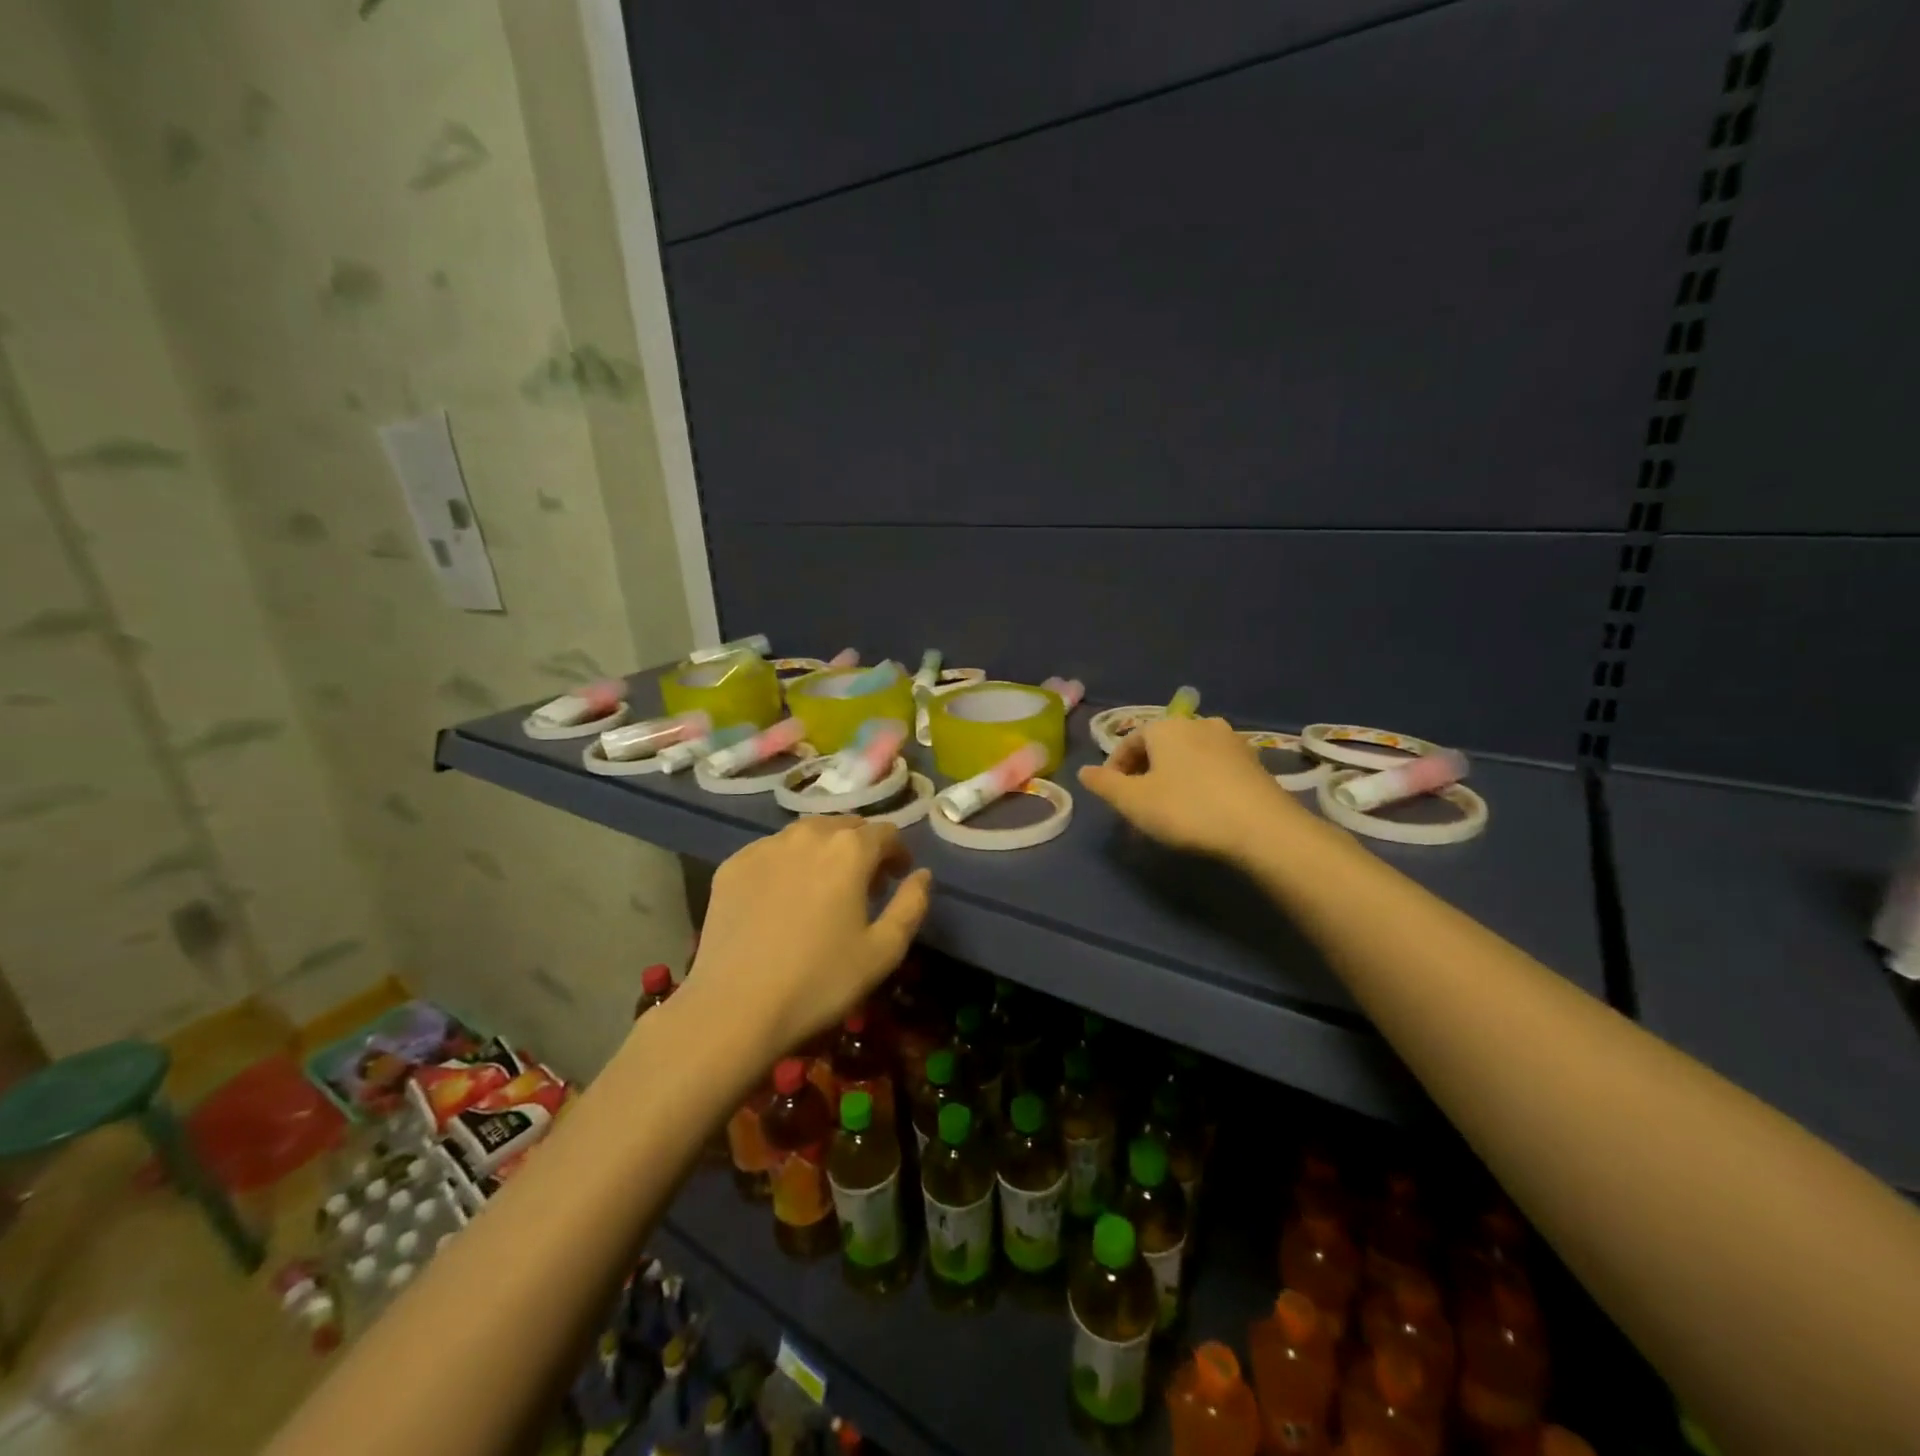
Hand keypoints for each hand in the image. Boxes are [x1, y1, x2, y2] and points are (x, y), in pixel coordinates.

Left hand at [686, 817, 932, 1060]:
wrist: (734, 1009)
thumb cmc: (820, 981)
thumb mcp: (884, 951)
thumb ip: (912, 904)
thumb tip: (922, 874)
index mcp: (849, 849)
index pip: (886, 832)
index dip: (898, 853)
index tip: (898, 878)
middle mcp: (807, 834)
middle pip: (845, 826)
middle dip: (862, 848)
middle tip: (864, 885)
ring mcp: (764, 847)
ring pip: (806, 835)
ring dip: (824, 852)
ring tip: (823, 888)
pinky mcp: (732, 865)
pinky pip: (772, 852)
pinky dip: (787, 864)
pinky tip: (783, 899)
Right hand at [1077, 715, 1306, 862]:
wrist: (1262, 828)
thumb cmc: (1187, 810)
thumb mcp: (1134, 802)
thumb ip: (1105, 784)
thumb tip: (1084, 771)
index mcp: (1165, 727)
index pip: (1130, 741)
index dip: (1115, 767)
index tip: (1112, 795)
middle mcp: (1198, 723)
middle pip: (1160, 745)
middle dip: (1144, 771)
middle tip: (1138, 803)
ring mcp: (1230, 740)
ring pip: (1188, 755)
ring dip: (1173, 775)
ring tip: (1169, 806)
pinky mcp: (1253, 761)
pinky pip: (1214, 766)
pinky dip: (1200, 781)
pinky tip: (1202, 806)